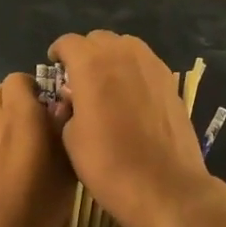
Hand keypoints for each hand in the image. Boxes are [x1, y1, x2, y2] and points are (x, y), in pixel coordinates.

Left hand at [0, 74, 75, 226]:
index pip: (22, 79)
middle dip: (18, 104)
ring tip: (14, 149)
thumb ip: (64, 129)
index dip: (37, 92)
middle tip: (36, 132)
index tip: (51, 114)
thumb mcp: (67, 170)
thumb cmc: (36, 207)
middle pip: (1, 92)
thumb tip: (63, 104)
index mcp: (20, 111)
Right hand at [47, 31, 216, 226]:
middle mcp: (123, 54)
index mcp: (92, 65)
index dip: (58, 54)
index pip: (68, 42)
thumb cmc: (109, 165)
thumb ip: (68, 107)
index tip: (54, 69)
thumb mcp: (71, 138)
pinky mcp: (171, 82)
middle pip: (98, 39)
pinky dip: (133, 71)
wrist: (165, 187)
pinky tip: (130, 97)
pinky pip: (145, 63)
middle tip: (78, 80)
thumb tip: (73, 98)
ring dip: (111, 58)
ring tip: (106, 85)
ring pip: (125, 46)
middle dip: (85, 53)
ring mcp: (152, 66)